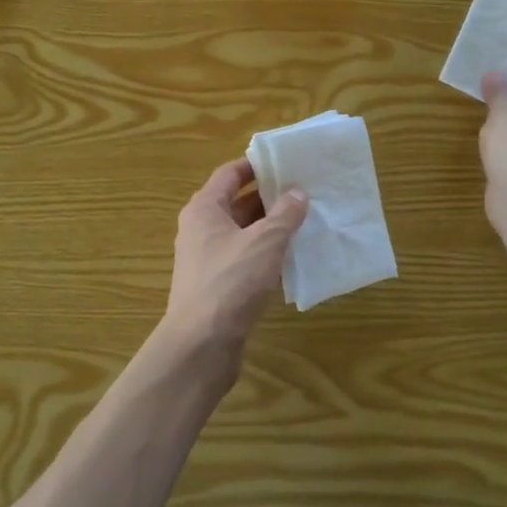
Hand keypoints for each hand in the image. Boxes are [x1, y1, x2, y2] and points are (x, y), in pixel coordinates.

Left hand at [163, 158, 308, 355]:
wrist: (201, 344)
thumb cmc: (230, 281)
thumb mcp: (264, 242)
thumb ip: (284, 215)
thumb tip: (298, 192)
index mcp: (204, 209)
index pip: (229, 174)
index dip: (256, 165)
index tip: (286, 162)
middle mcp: (201, 229)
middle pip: (236, 202)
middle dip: (269, 197)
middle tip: (304, 191)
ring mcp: (207, 259)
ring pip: (242, 233)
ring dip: (270, 227)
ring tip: (305, 221)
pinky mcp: (217, 286)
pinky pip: (244, 259)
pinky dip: (265, 254)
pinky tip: (292, 258)